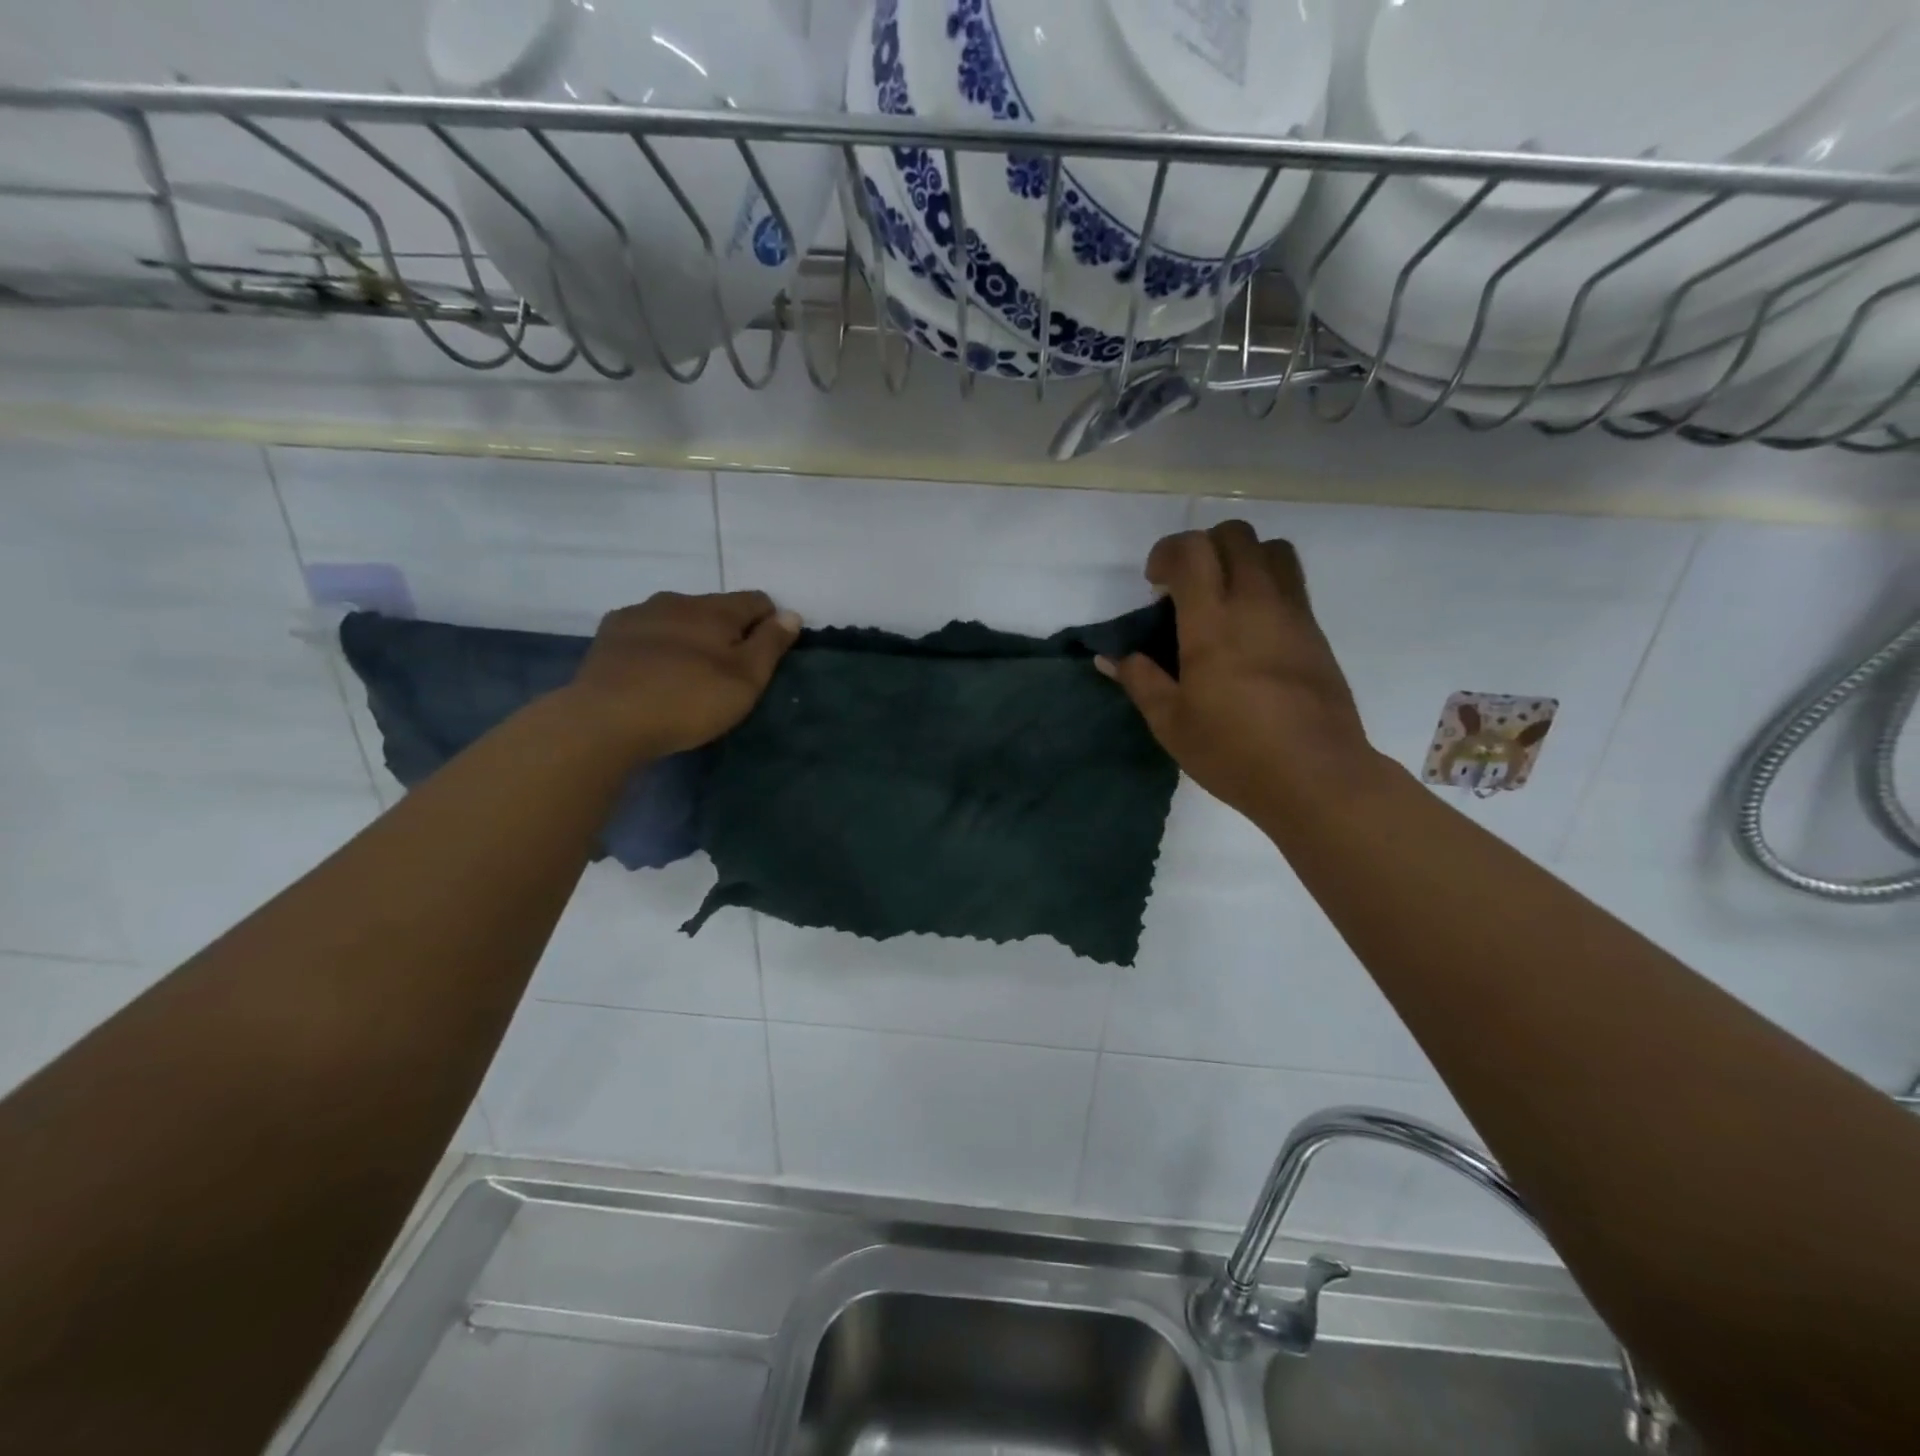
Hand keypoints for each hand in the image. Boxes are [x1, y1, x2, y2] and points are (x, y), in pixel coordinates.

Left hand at [560, 591, 800, 760]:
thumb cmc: (688, 700)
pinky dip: (657, 644)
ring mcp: (639, 613)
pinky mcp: (609, 634)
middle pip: (716, 608)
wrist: (606, 719)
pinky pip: (646, 631)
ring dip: (690, 636)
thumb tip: (790, 613)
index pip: (757, 600)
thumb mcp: (746, 679)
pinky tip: (652, 672)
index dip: (769, 624)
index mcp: (716, 609)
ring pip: (678, 617)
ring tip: (686, 674)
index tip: (764, 658)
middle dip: (727, 632)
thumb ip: (771, 643)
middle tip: (726, 673)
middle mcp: (678, 600)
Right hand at [1097, 522, 1381, 823]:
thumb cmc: (1233, 752)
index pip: (1192, 550)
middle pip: (1236, 535)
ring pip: (1272, 550)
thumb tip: (1109, 657)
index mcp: (1213, 623)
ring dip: (1241, 558)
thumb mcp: (1170, 724)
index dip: (1167, 552)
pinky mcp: (1316, 632)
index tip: (1155, 584)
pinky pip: (1291, 582)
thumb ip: (1139, 681)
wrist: (1316, 776)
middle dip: (1203, 547)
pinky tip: (1250, 629)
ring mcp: (1293, 614)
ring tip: (1223, 597)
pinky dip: (1265, 584)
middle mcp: (1256, 604)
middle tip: (1186, 587)